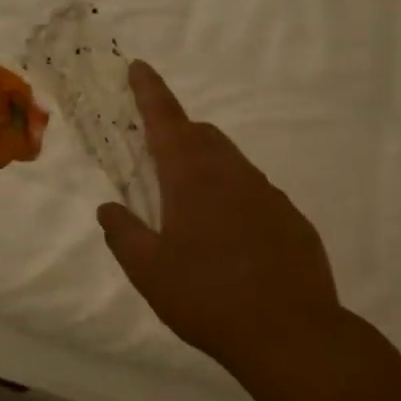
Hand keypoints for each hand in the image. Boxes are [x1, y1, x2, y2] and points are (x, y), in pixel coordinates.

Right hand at [97, 62, 342, 372]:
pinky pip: (256, 194)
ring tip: (194, 211)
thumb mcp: (148, 271)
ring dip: (207, 168)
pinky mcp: (292, 218)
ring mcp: (268, 194)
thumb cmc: (207, 296)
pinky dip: (236, 200)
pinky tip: (233, 241)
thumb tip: (108, 208)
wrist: (291, 334)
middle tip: (159, 161)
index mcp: (192, 177)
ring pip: (232, 163)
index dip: (149, 91)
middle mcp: (232, 173)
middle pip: (202, 135)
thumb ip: (123, 234)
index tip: (139, 66)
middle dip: (178, 134)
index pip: (166, 119)